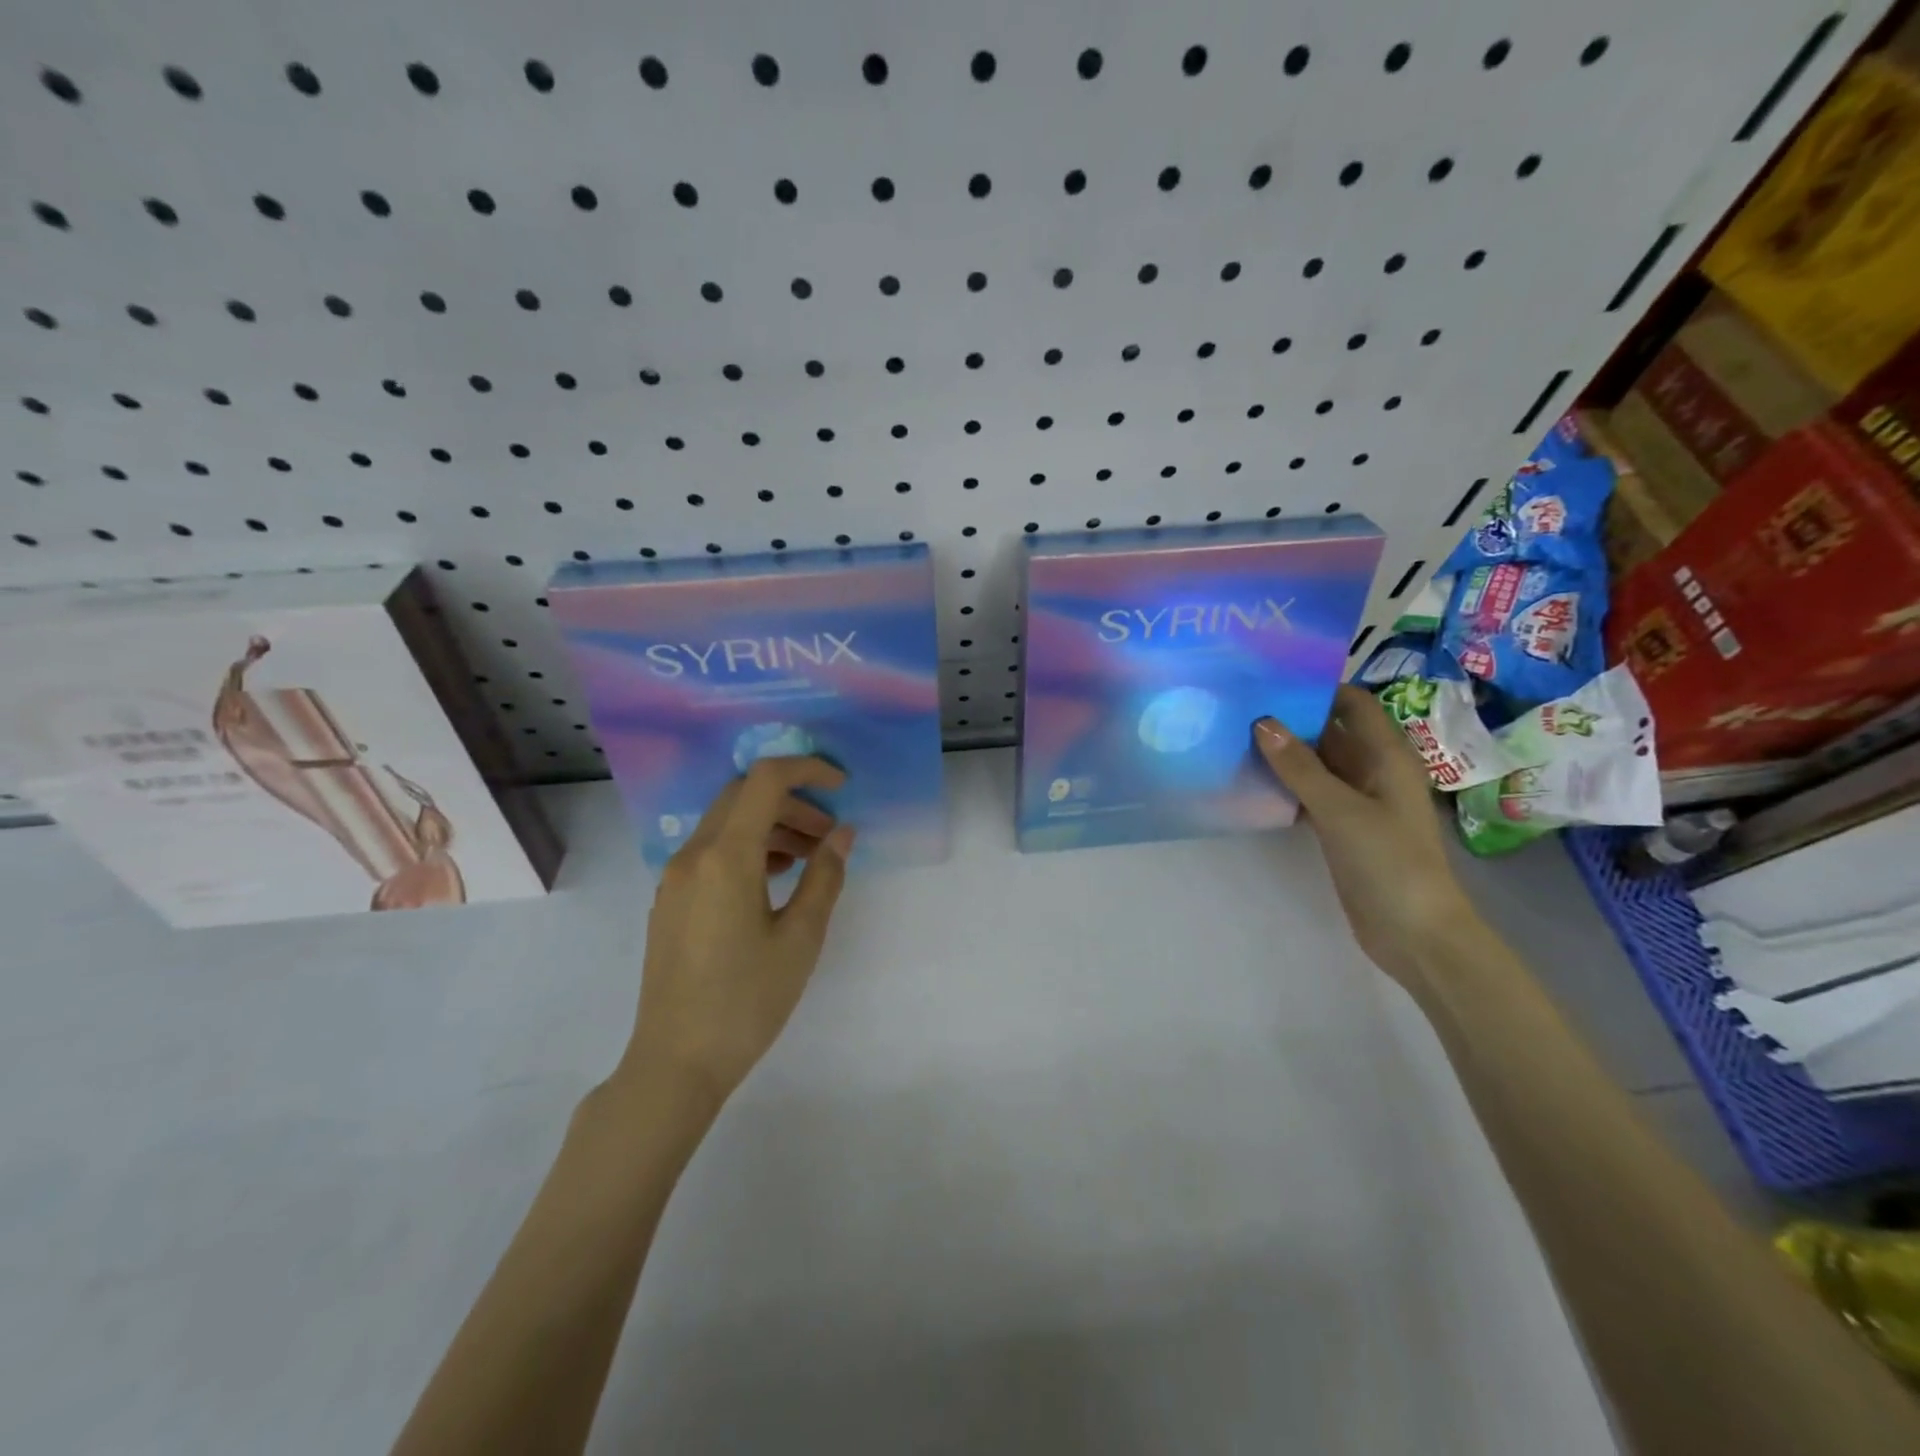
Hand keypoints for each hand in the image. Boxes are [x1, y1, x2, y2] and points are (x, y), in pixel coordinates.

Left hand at [618, 757, 855, 1108]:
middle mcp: (692, 855)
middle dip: (792, 801)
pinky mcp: (670, 900)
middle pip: (743, 796)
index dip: (807, 770)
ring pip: (726, 823)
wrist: (676, 1062)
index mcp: (725, 857)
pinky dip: (748, 848)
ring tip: (809, 858)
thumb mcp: (801, 938)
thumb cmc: (747, 1001)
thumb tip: (841, 833)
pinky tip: (774, 879)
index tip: (842, 786)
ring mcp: (674, 878)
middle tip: (830, 832)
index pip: (764, 780)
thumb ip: (824, 876)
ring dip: (771, 825)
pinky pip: (711, 852)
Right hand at [1255, 686, 1478, 989]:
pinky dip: (1285, 785)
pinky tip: (1250, 783)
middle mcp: (1373, 771)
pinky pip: (1310, 794)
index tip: (1272, 678)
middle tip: (1241, 705)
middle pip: (1332, 731)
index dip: (1320, 687)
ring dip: (1285, 753)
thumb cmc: (1390, 861)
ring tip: (1236, 736)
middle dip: (1292, 718)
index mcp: (1387, 756)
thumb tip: (1262, 722)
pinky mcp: (1342, 828)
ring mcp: (1357, 801)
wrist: (1415, 932)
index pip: (1354, 704)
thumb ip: (1300, 767)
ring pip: (1317, 764)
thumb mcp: (1342, 810)